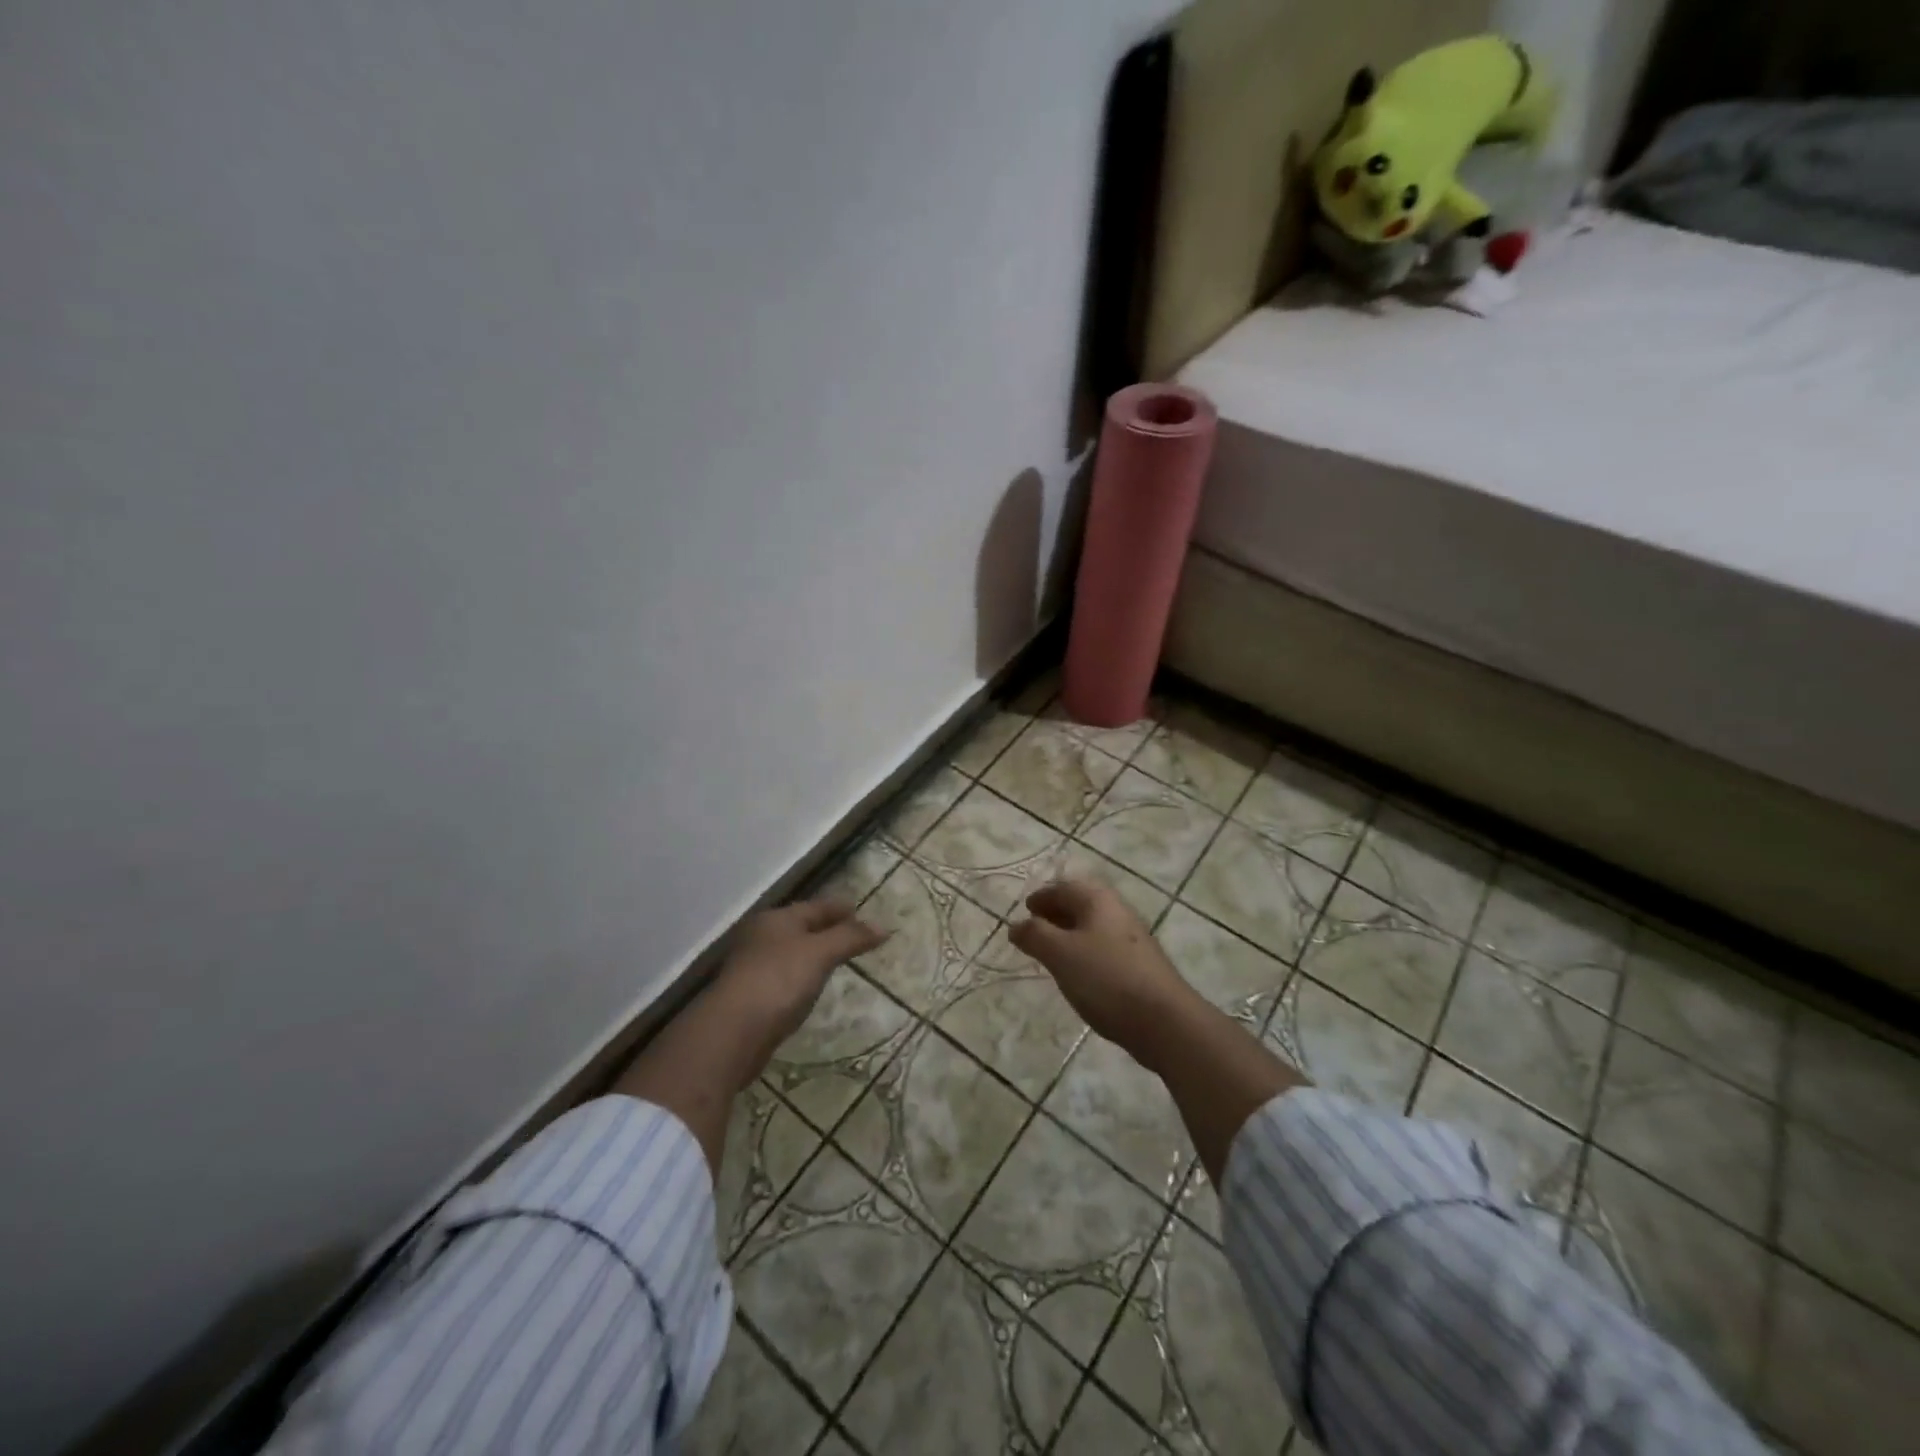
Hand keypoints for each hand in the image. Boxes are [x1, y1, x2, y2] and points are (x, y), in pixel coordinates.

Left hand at [710, 898, 886, 1046]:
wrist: (733, 1032)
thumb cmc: (779, 980)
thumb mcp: (820, 953)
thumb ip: (851, 937)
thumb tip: (883, 926)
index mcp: (777, 919)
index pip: (816, 906)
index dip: (840, 908)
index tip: (862, 910)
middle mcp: (762, 937)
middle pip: (802, 927)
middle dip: (827, 929)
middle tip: (855, 934)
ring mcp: (753, 967)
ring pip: (792, 952)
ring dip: (814, 954)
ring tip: (837, 959)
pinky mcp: (752, 996)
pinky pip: (785, 977)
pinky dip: (802, 976)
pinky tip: (811, 986)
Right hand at [1008, 880, 1198, 1055]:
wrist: (1164, 1021)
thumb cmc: (1106, 978)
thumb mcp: (1060, 954)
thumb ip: (1035, 935)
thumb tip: (1016, 925)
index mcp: (1098, 900)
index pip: (1064, 887)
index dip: (1042, 896)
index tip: (1025, 910)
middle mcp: (1117, 911)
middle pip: (1081, 903)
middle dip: (1056, 913)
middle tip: (1034, 930)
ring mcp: (1132, 939)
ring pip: (1093, 927)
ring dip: (1070, 934)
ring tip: (1051, 953)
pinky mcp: (1140, 965)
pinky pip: (1104, 948)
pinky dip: (1085, 952)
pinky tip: (1078, 974)